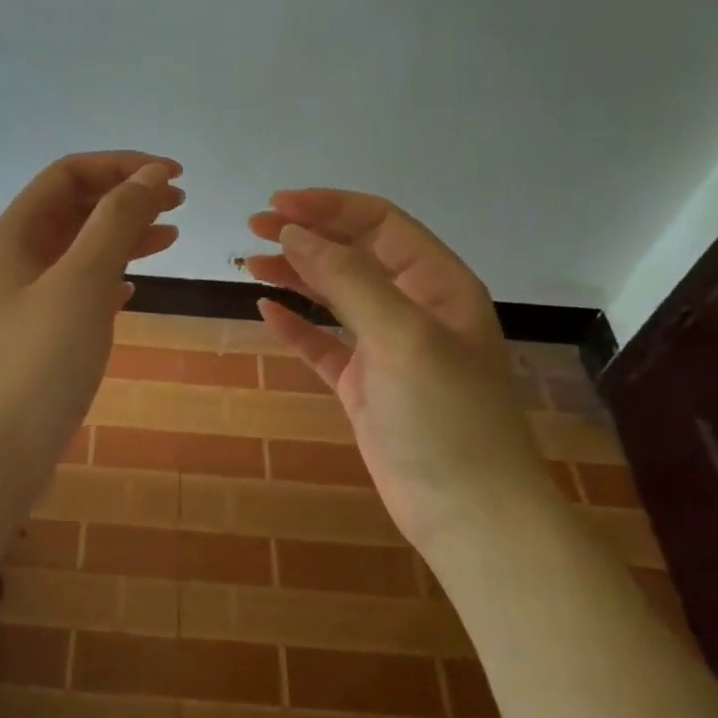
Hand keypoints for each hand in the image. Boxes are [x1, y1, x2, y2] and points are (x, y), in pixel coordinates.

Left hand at [0, 152, 182, 554]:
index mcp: (14, 234)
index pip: (69, 174)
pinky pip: (75, 290)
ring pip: (77, 250)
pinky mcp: (35, 337)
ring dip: (121, 237)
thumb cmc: (36, 365)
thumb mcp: (81, 284)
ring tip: (170, 239)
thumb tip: (150, 174)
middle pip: (73, 208)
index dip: (122, 165)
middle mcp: (13, 258)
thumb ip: (116, 223)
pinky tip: (131, 290)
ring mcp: (22, 300)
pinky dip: (107, 279)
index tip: (175, 176)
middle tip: (179, 205)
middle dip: (125, 198)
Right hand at [246, 189, 554, 547]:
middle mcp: (413, 307)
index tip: (277, 206)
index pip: (379, 224)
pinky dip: (296, 327)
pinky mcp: (364, 385)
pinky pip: (324, 344)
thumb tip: (295, 233)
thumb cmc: (444, 414)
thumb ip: (348, 279)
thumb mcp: (402, 334)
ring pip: (335, 297)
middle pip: (353, 255)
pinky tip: (267, 311)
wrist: (467, 511)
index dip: (329, 207)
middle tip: (254, 229)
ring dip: (296, 276)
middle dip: (306, 236)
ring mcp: (387, 348)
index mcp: (438, 283)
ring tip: (251, 262)